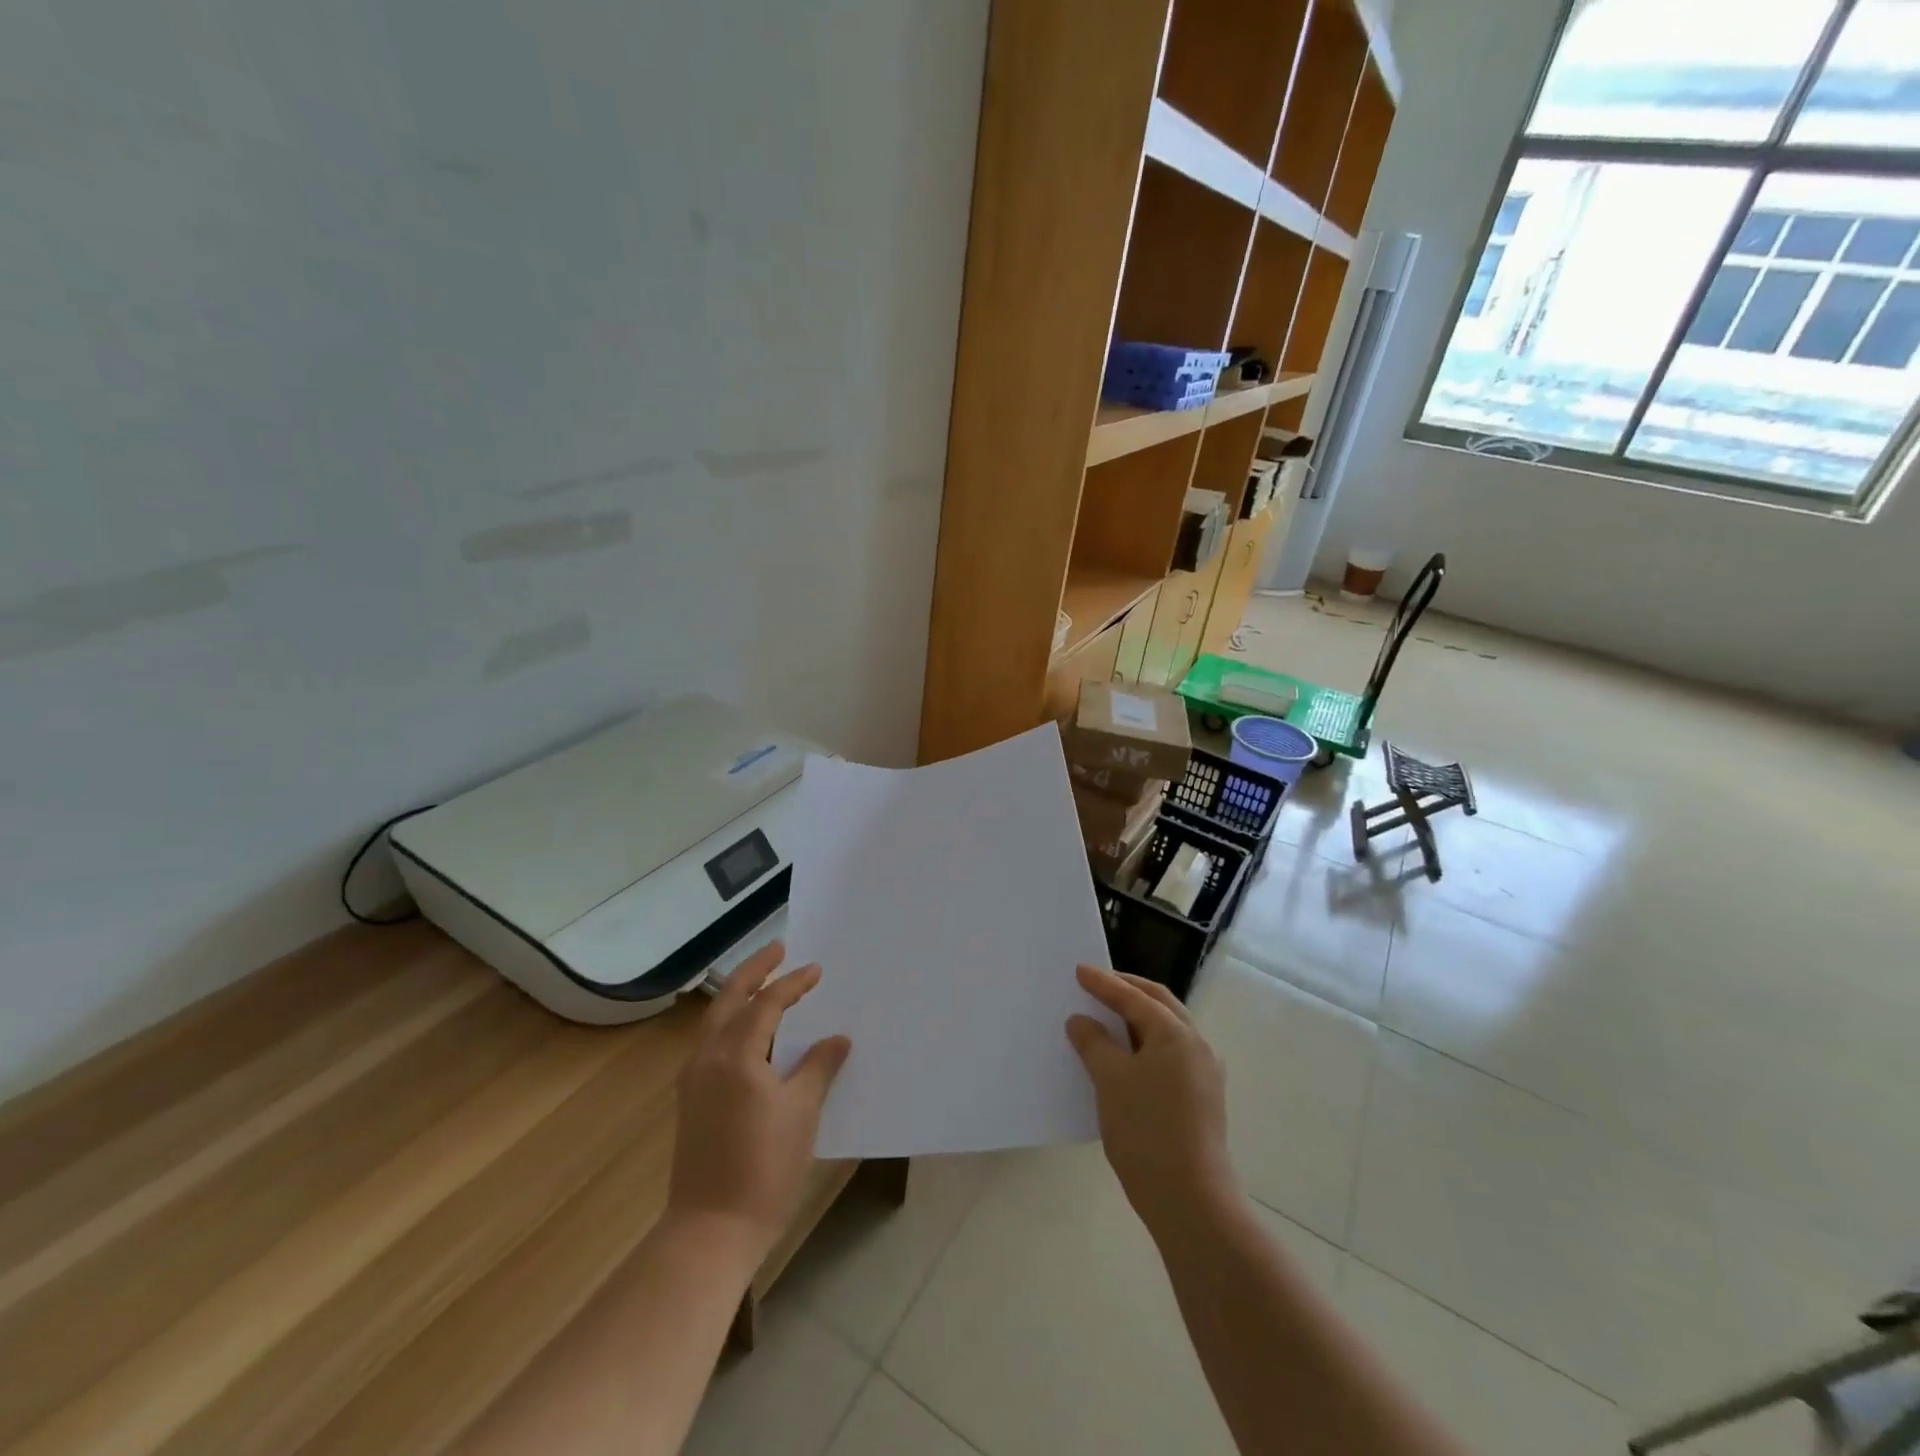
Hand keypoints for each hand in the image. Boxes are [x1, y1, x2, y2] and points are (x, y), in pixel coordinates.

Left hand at [668, 942, 850, 1254]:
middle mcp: (707, 1057)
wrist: (711, 1230)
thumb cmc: (764, 1167)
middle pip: (729, 1000)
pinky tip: (752, 1032)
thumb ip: (818, 1067)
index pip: (766, 1004)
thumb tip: (837, 1039)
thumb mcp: (802, 1112)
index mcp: (735, 1055)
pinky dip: (732, 1023)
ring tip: (765, 982)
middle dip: (754, 971)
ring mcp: (694, 1079)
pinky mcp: (691, 1099)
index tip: (816, 970)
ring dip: (740, 995)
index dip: (793, 984)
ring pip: (716, 1020)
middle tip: (778, 949)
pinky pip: (712, 1043)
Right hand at [1066, 966, 1235, 1234]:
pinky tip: (1126, 1055)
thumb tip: (1081, 1021)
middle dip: (1128, 990)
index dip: (1104, 983)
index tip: (1080, 970)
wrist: (1190, 1200)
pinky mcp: (1202, 1098)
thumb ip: (1093, 1043)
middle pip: (1159, 1004)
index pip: (1134, 997)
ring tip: (1108, 1016)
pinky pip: (1170, 1054)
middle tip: (1098, 983)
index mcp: (1176, 1033)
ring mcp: (1204, 1073)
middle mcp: (1196, 1045)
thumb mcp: (1110, 1080)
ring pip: (1167, 1029)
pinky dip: (1146, 1042)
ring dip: (1138, 1017)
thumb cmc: (1146, 1131)